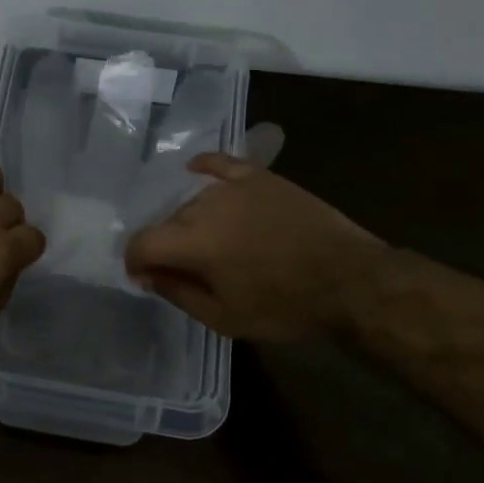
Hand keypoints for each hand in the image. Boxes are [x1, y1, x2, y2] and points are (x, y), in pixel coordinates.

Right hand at [123, 152, 382, 340]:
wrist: (349, 279)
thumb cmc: (286, 306)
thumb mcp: (226, 318)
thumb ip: (178, 292)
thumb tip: (148, 274)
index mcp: (193, 241)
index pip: (142, 242)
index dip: (135, 261)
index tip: (145, 277)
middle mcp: (205, 205)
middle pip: (168, 222)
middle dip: (168, 246)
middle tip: (188, 270)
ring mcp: (234, 187)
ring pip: (194, 201)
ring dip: (191, 222)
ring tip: (213, 244)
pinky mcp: (260, 177)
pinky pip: (221, 164)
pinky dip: (205, 167)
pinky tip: (196, 170)